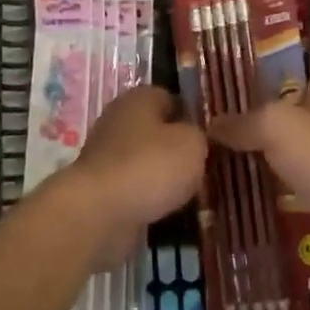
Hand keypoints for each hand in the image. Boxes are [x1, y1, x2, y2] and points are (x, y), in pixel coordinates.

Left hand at [61, 86, 206, 266]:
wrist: (99, 211)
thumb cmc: (151, 166)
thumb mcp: (193, 143)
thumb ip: (199, 135)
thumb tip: (192, 137)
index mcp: (140, 97)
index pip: (172, 98)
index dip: (192, 117)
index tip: (210, 139)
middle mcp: (118, 119)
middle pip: (156, 130)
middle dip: (176, 148)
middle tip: (200, 167)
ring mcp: (105, 153)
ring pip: (144, 159)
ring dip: (162, 174)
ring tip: (187, 192)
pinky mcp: (99, 185)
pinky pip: (132, 185)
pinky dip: (146, 195)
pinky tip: (163, 208)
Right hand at [207, 32, 309, 237]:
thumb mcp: (275, 127)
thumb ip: (242, 122)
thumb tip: (211, 125)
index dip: (290, 35)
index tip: (255, 39)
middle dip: (278, 81)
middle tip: (240, 84)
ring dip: (283, 119)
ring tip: (243, 121)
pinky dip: (290, 153)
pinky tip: (262, 159)